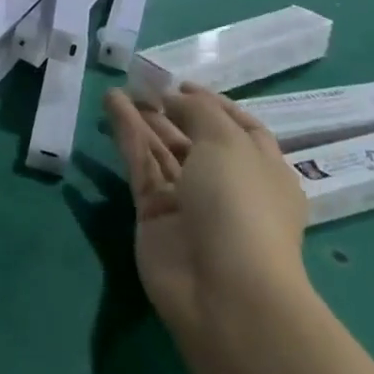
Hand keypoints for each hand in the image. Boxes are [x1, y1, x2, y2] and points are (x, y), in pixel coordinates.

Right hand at [103, 83, 309, 338]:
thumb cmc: (241, 206)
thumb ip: (198, 111)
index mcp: (262, 170)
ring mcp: (188, 201)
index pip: (240, 129)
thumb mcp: (228, 143)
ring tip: (118, 89)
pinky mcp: (154, 213)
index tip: (180, 83)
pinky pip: (140, 165)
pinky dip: (126, 135)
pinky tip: (111, 106)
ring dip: (143, 118)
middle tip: (140, 83)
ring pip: (162, 150)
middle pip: (195, 138)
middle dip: (170, 109)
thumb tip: (172, 97)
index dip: (212, 104)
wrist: (223, 290)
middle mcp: (227, 184)